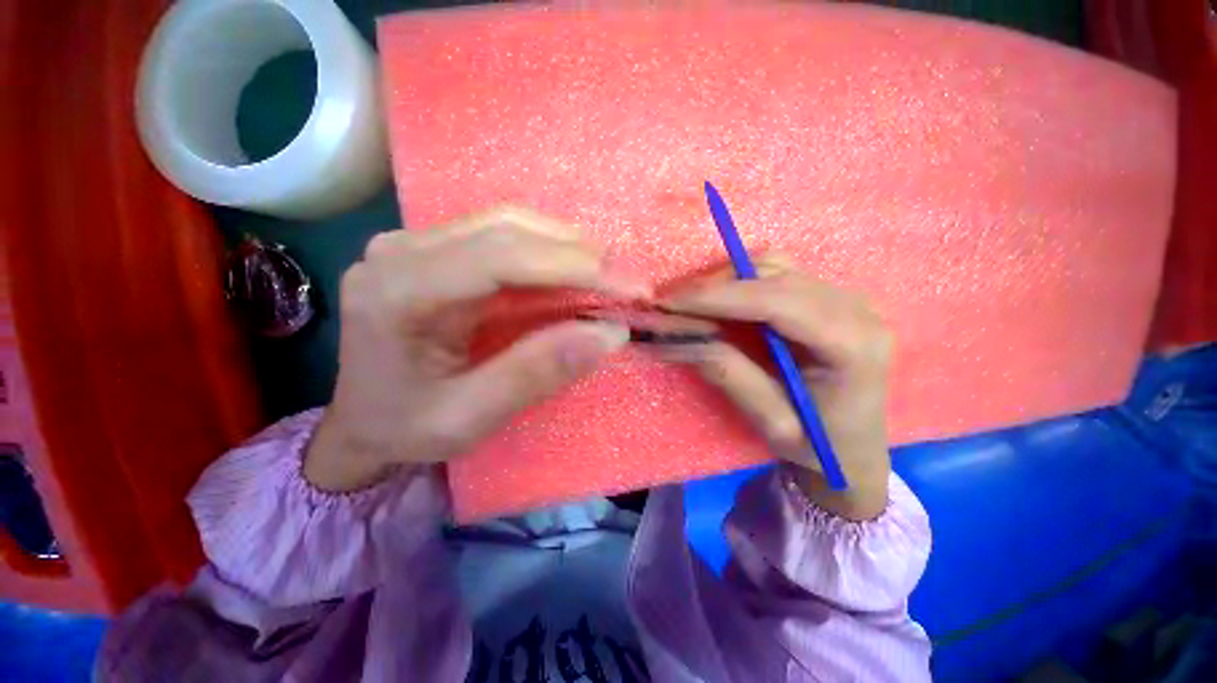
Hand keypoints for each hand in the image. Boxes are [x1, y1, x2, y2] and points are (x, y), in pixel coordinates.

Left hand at [304, 207, 649, 491]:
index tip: (628, 286)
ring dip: (564, 246)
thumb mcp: (469, 418)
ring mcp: (411, 244)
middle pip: (506, 230)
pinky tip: (568, 269)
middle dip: (577, 254)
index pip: (501, 258)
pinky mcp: (429, 250)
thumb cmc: (404, 429)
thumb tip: (609, 334)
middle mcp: (400, 252)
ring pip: (505, 223)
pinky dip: (544, 250)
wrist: (359, 423)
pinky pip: (497, 235)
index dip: (572, 267)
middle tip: (626, 281)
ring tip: (605, 274)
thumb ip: (536, 373)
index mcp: (398, 294)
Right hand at [661, 259, 892, 519]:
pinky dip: (739, 283)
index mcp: (852, 345)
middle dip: (713, 288)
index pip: (776, 301)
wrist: (854, 448)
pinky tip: (719, 303)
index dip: (718, 297)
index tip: (669, 302)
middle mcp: (854, 309)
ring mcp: (844, 297)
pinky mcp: (827, 297)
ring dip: (724, 283)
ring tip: (689, 305)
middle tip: (669, 305)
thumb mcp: (772, 422)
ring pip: (772, 267)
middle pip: (772, 276)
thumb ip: (729, 375)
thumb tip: (677, 339)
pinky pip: (776, 274)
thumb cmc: (820, 446)